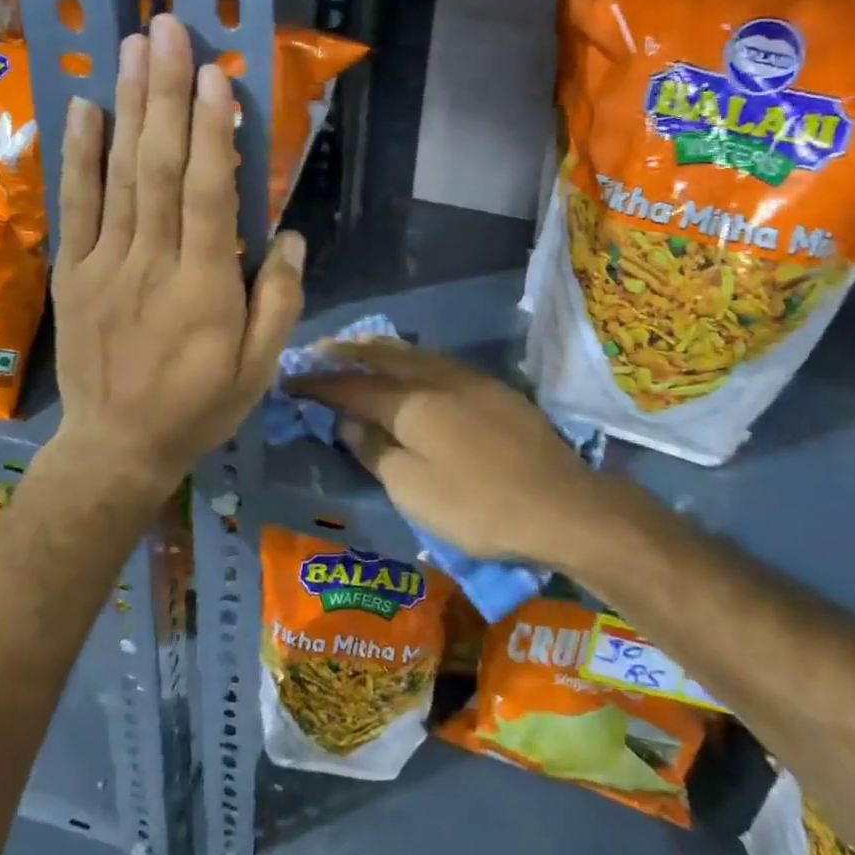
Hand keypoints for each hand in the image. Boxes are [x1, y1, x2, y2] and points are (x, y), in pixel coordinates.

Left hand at [48, 14, 303, 498]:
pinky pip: (74, 205)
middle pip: (159, 168)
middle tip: (171, 31)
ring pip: (118, 175)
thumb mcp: (260, 370)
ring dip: (127, 107)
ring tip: (134, 48)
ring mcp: (104, 265)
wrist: (116, 446)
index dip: (213, 133)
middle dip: (166, 94)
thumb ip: (279, 302)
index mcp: (205, 288)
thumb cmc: (200, 406)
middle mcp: (151, 264)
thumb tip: (289, 237)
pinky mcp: (73, 273)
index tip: (217, 76)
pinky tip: (86, 108)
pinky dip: (79, 154)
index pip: (209, 196)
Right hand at [289, 340, 603, 564]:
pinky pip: (440, 362)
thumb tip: (347, 423)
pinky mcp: (495, 390)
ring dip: (383, 349)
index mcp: (412, 403)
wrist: (562, 504)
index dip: (320, 385)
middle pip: (385, 356)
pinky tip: (413, 367)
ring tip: (360, 348)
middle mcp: (438, 379)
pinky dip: (414, 359)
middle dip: (349, 352)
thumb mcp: (413, 490)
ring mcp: (471, 381)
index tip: (292, 382)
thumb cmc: (479, 506)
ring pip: (416, 353)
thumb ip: (376, 451)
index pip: (353, 387)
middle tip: (321, 350)